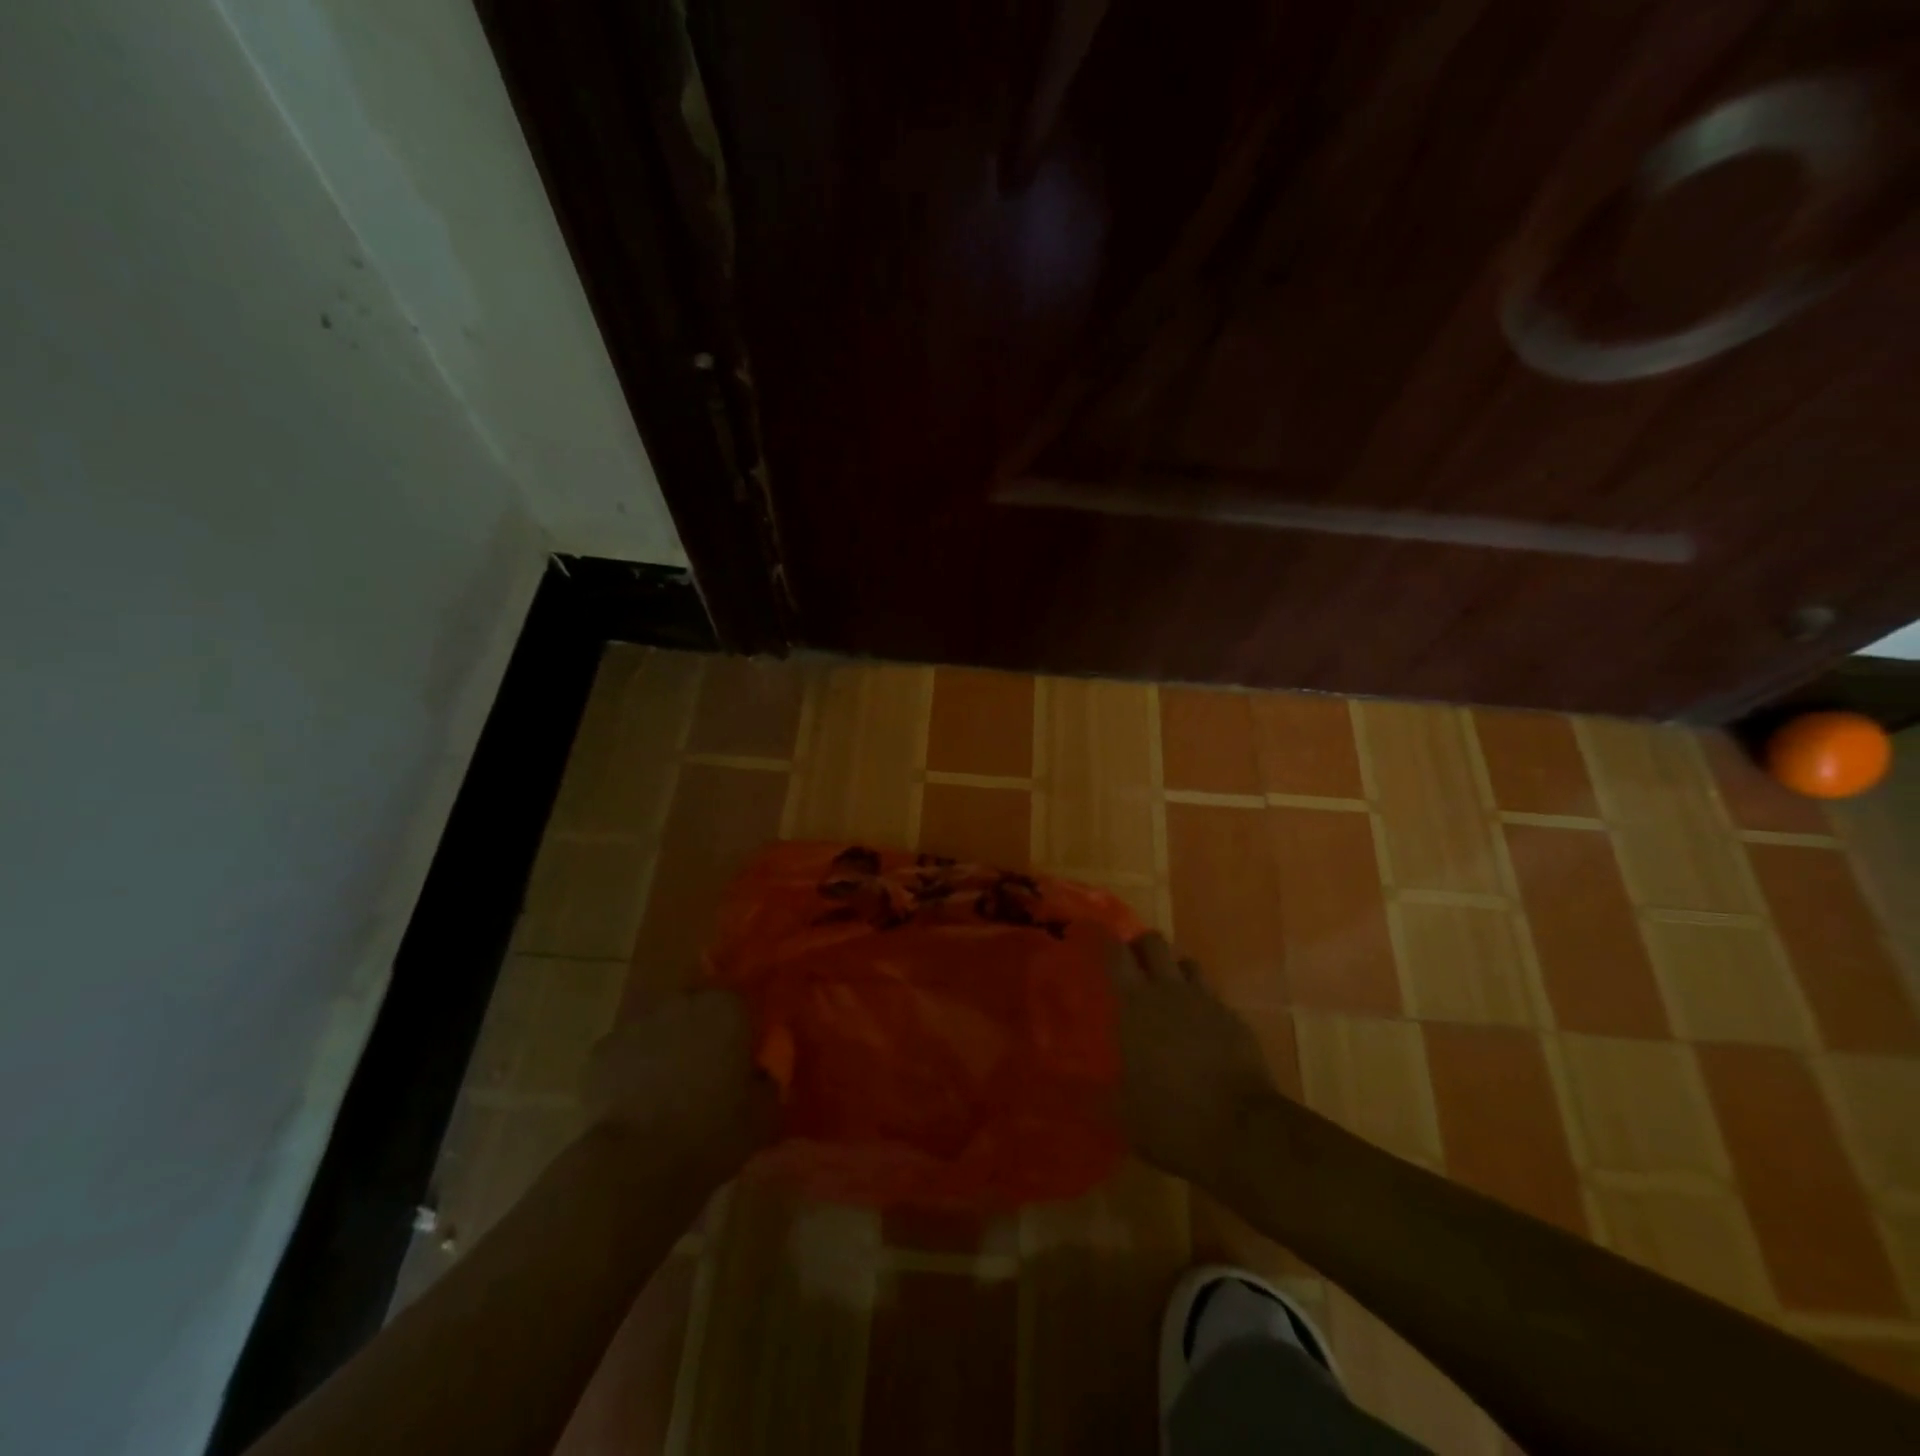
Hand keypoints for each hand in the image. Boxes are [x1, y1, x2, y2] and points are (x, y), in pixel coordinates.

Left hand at [584, 989, 778, 1181]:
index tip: (742, 1062)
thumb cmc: (712, 1133)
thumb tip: (762, 1076)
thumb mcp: (764, 1114)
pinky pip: (626, 1052)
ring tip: (668, 1089)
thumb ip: (769, 1083)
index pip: (742, 1005)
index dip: (743, 1033)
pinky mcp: (601, 1050)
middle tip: (706, 1072)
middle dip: (702, 1032)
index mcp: (727, 1008)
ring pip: (659, 1027)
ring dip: (666, 1046)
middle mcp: (682, 1001)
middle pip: (697, 1008)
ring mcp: (637, 1022)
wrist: (637, 1167)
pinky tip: (635, 1101)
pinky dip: (631, 1068)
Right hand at [1107, 933, 1277, 1191]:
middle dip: (1141, 946)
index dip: (1101, 937)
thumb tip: (1074, 1087)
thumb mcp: (1122, 1110)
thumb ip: (1100, 1089)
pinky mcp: (1235, 1020)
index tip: (1090, 931)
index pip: (1114, 953)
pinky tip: (1199, 1028)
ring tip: (1168, 992)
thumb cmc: (1171, 1118)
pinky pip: (1213, 997)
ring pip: (1188, 964)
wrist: (1242, 1131)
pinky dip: (1202, 1004)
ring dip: (1175, 971)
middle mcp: (1168, 991)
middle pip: (1154, 942)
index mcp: (1134, 1005)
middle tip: (1132, 964)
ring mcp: (1206, 1002)